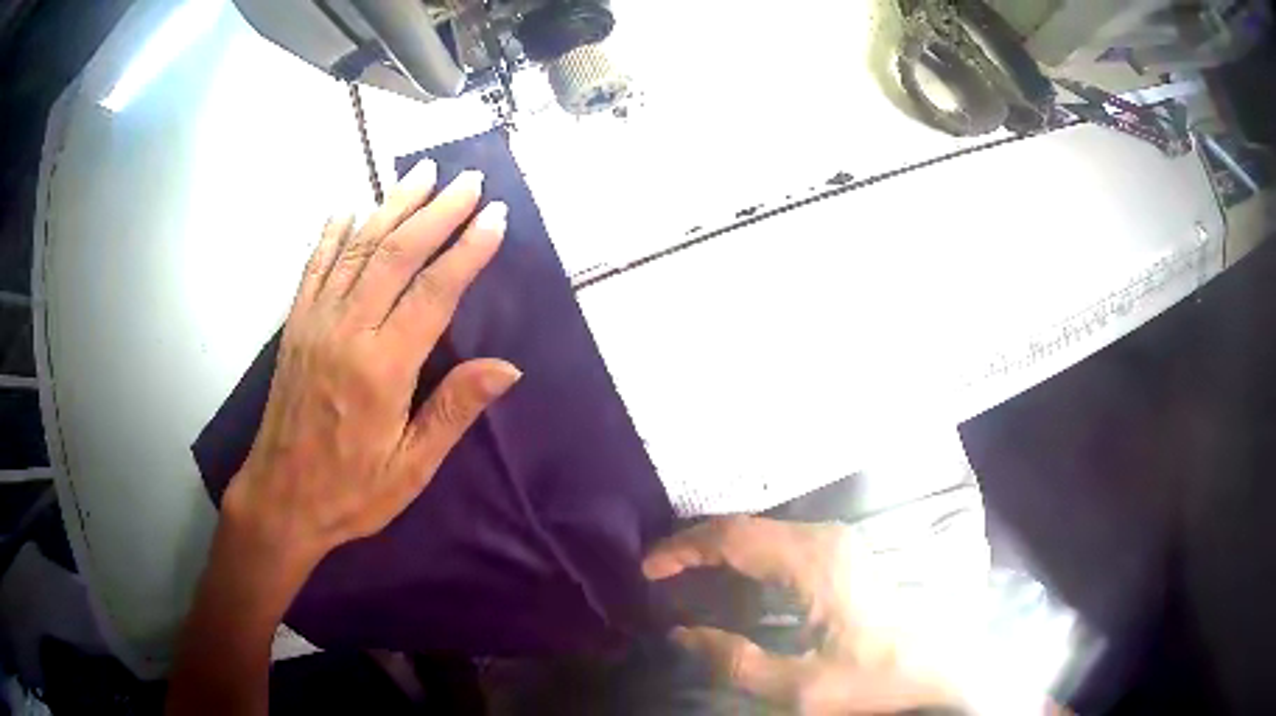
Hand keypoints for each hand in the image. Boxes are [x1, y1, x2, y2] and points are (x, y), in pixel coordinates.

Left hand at [222, 160, 520, 584]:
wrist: (280, 500)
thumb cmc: (350, 491)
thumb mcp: (411, 468)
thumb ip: (453, 411)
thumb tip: (507, 368)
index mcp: (382, 369)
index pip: (433, 292)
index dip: (467, 250)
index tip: (494, 216)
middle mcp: (346, 331)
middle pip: (396, 254)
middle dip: (436, 212)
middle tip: (467, 180)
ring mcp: (315, 322)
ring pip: (357, 249)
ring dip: (391, 206)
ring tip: (421, 174)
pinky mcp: (294, 326)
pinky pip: (315, 266)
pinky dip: (333, 233)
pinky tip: (349, 207)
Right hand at [644, 517, 963, 714]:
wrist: (930, 673)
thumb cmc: (869, 680)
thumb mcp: (797, 687)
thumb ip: (733, 661)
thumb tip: (680, 635)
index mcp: (814, 561)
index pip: (732, 537)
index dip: (683, 548)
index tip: (646, 569)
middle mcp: (825, 538)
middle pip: (744, 526)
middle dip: (695, 546)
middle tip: (657, 574)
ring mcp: (836, 543)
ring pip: (761, 532)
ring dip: (719, 551)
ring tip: (682, 578)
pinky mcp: (841, 555)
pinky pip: (779, 544)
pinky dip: (744, 558)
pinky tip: (730, 585)